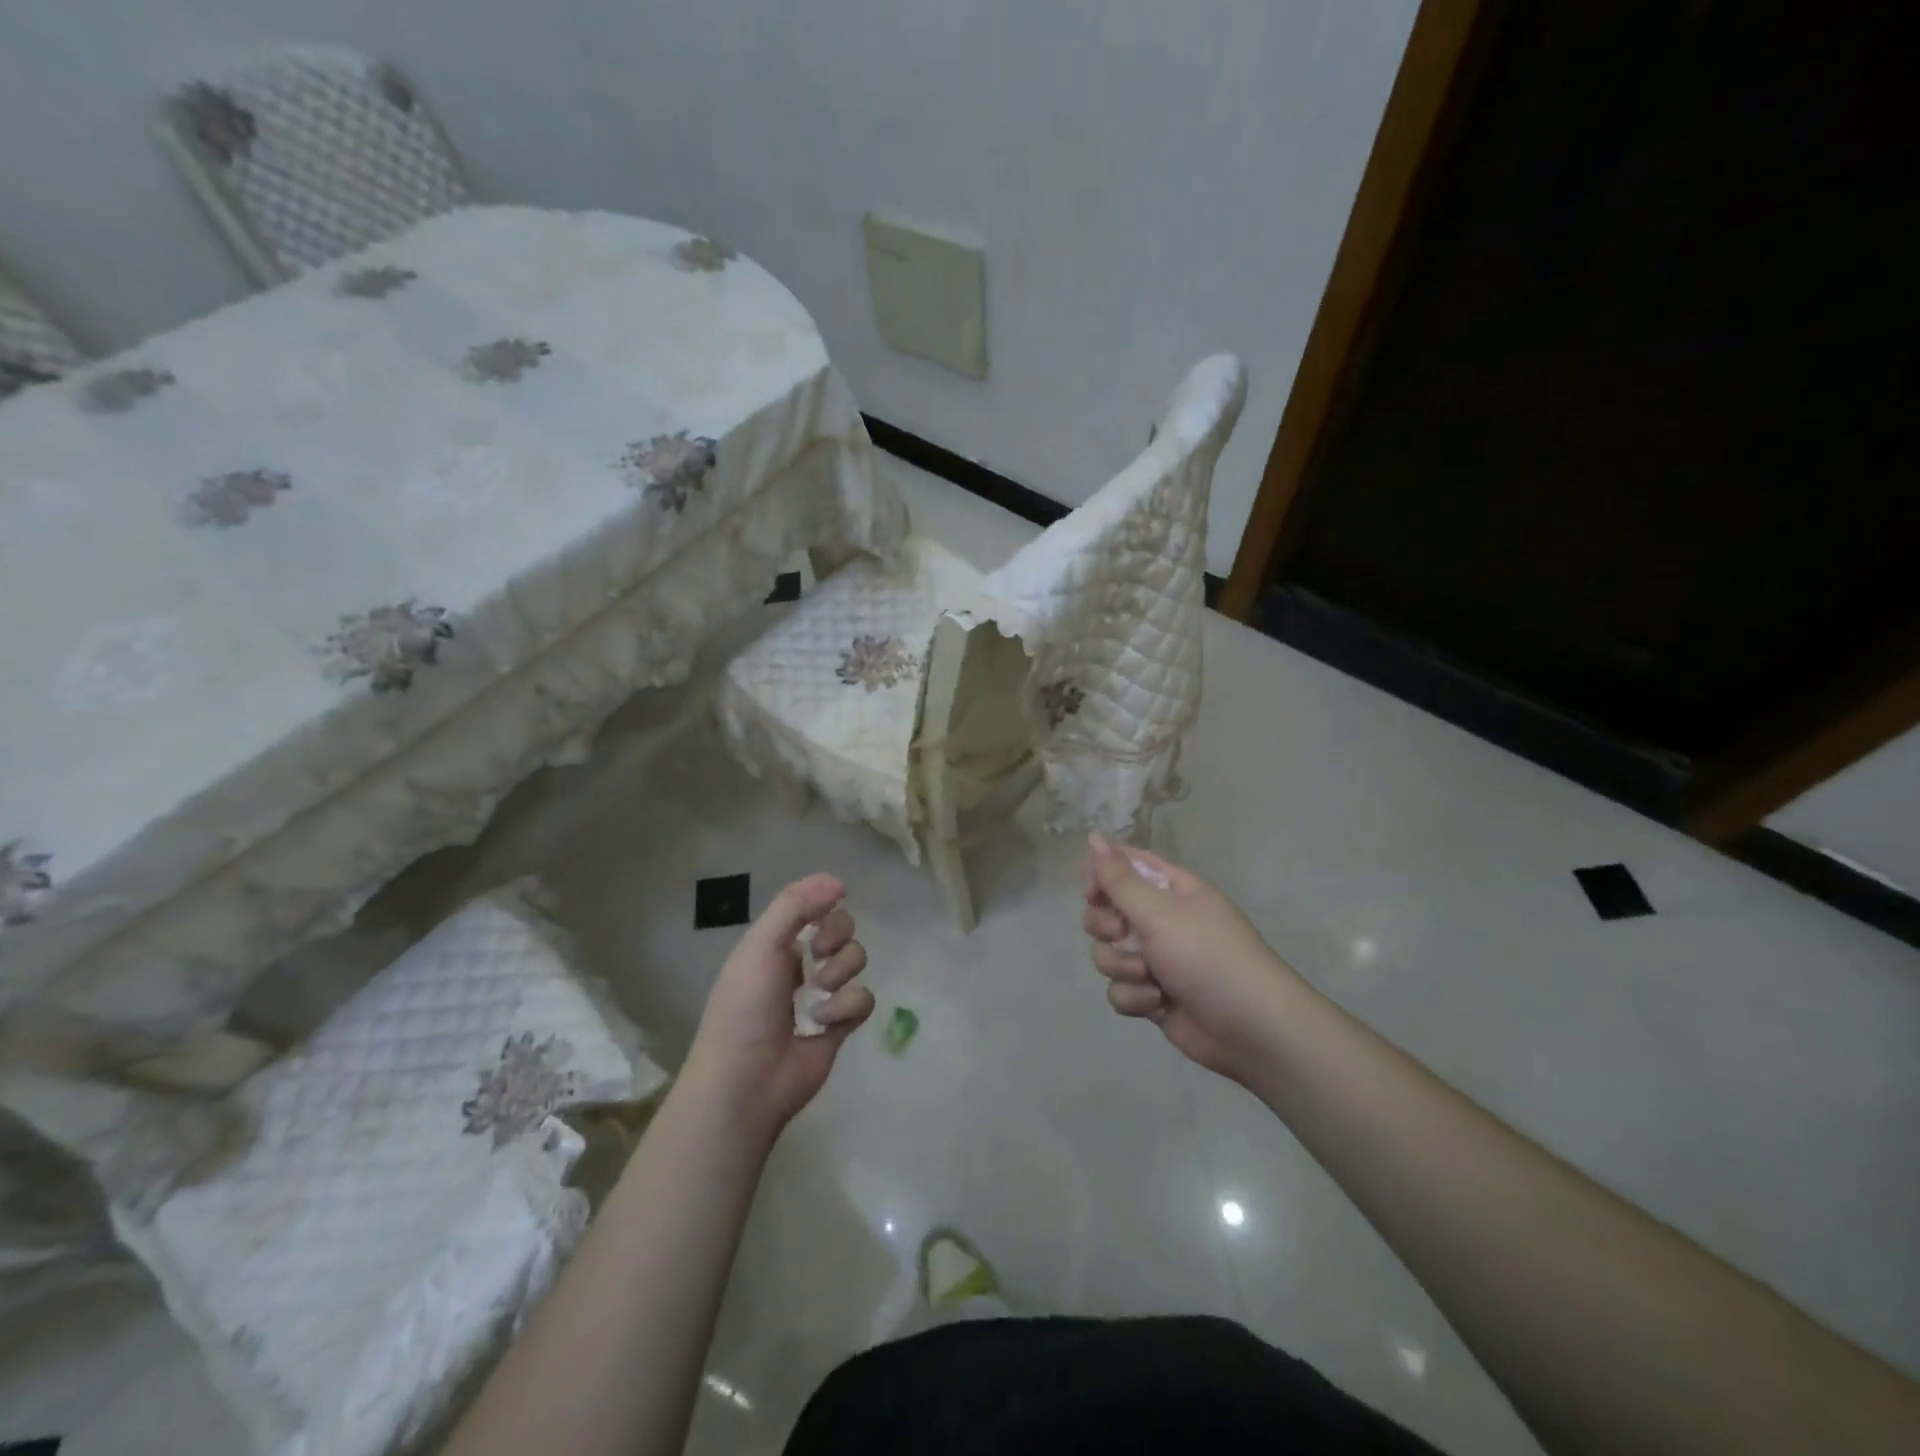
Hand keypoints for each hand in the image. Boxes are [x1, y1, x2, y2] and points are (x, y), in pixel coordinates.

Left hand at [684, 874, 873, 1139]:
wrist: (746, 1082)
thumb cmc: (744, 1008)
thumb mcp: (761, 946)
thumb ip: (796, 906)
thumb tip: (838, 881)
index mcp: (774, 943)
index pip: (812, 906)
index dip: (824, 902)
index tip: (831, 901)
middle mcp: (799, 964)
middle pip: (841, 928)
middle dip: (837, 935)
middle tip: (819, 953)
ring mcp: (822, 995)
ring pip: (856, 960)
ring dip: (841, 971)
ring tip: (819, 992)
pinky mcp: (840, 1026)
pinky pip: (863, 998)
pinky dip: (847, 1006)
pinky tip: (824, 1022)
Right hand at [1082, 833, 1301, 1083]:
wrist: (1251, 1028)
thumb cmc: (1207, 956)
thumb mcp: (1160, 911)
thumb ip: (1120, 878)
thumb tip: (1093, 835)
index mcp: (1169, 889)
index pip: (1122, 866)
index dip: (1100, 877)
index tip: (1093, 894)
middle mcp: (1159, 919)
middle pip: (1105, 912)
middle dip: (1106, 927)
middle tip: (1122, 934)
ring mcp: (1154, 959)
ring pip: (1107, 953)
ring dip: (1122, 966)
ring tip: (1149, 977)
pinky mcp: (1151, 995)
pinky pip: (1119, 989)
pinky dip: (1134, 997)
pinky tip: (1158, 1003)